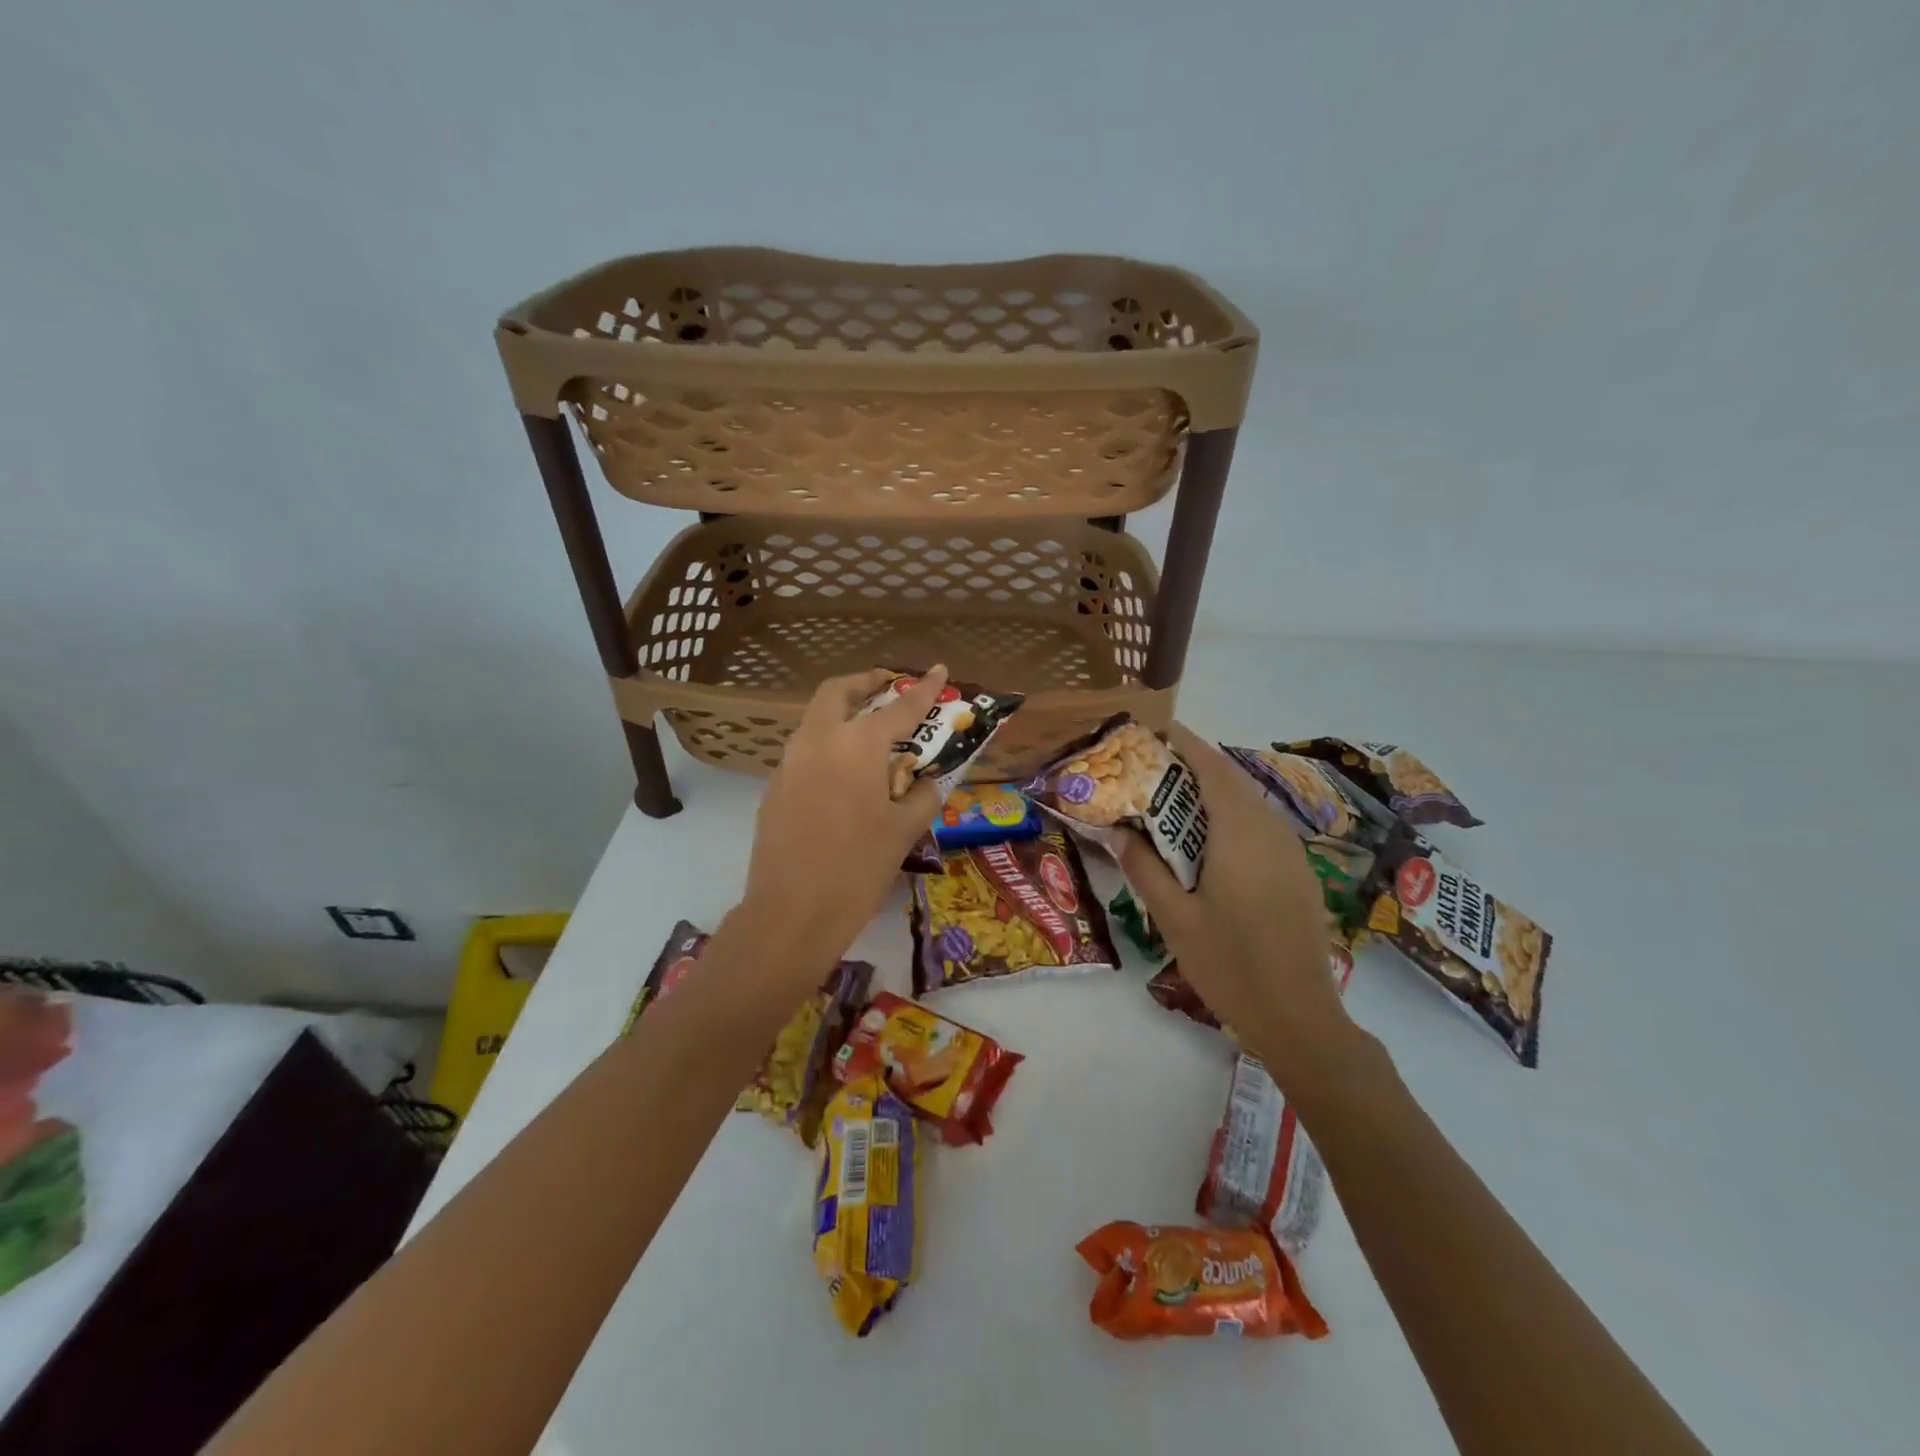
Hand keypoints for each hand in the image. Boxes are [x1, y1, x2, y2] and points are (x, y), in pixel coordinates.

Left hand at [736, 667, 949, 983]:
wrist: (791, 913)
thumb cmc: (857, 869)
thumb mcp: (903, 832)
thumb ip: (922, 796)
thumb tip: (927, 782)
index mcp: (857, 746)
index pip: (899, 707)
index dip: (924, 688)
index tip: (940, 669)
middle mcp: (819, 741)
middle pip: (838, 692)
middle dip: (865, 682)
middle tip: (887, 685)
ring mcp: (790, 762)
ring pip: (815, 718)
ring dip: (843, 712)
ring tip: (870, 731)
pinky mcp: (774, 787)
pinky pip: (805, 749)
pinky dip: (828, 743)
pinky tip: (845, 774)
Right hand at [1117, 724, 1355, 1076]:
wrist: (1300, 1018)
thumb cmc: (1230, 965)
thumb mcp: (1174, 918)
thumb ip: (1144, 868)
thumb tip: (1117, 831)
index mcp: (1239, 833)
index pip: (1212, 768)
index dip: (1185, 743)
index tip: (1154, 732)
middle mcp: (1270, 830)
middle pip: (1231, 780)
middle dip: (1193, 765)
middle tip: (1151, 768)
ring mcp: (1290, 851)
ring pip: (1249, 802)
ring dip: (1213, 791)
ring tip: (1171, 801)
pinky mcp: (1298, 872)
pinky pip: (1260, 825)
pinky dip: (1230, 815)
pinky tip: (1207, 841)